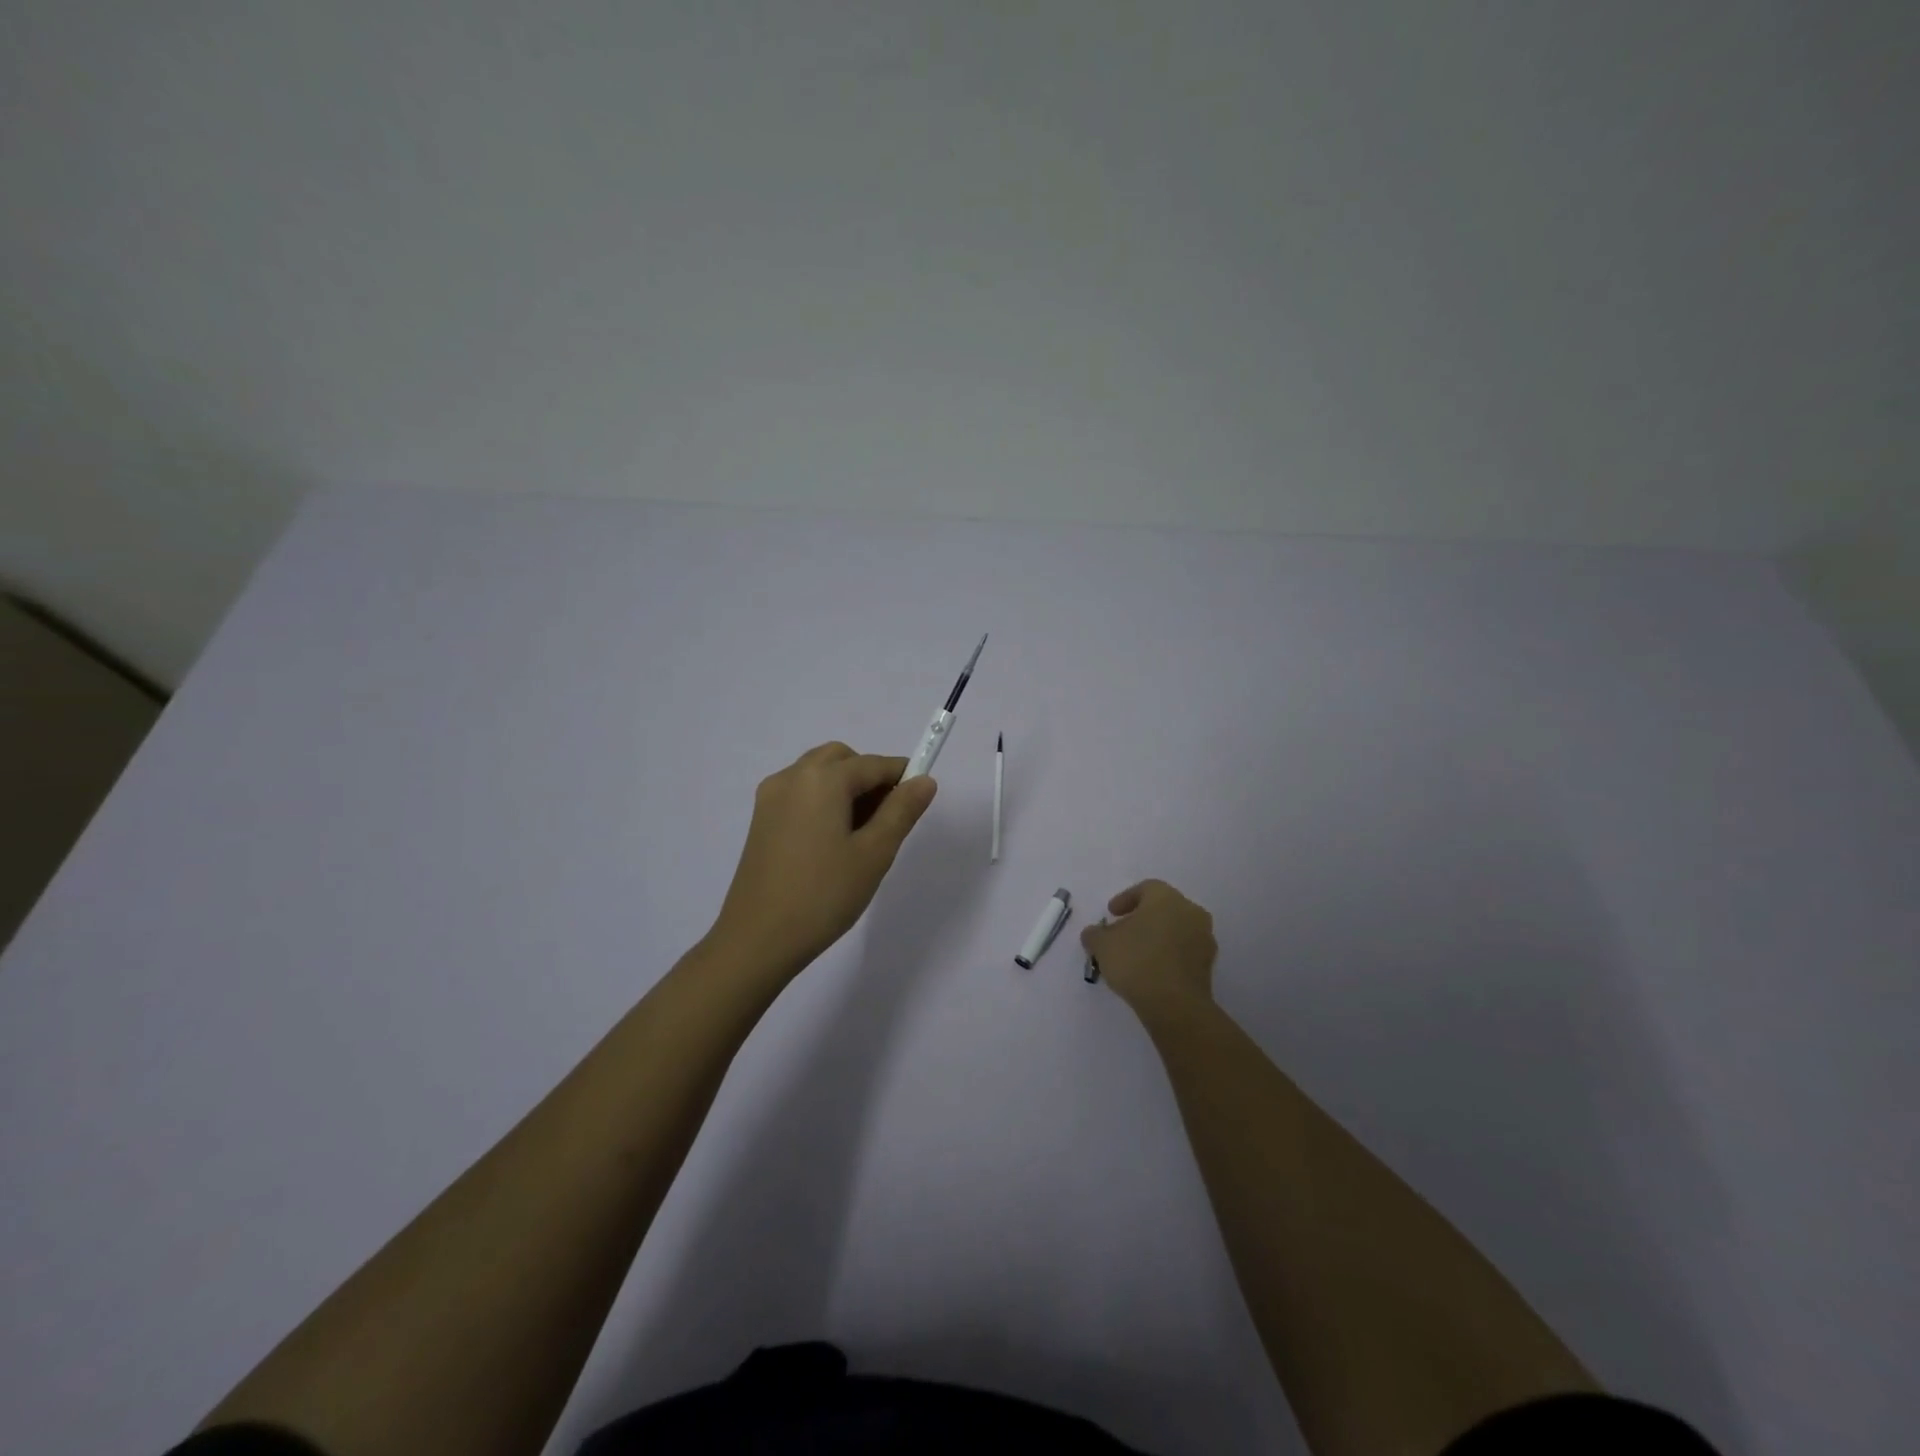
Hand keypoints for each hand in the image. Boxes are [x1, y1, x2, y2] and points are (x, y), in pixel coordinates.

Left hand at [708, 742, 937, 976]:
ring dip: (845, 788)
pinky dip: (823, 801)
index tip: (919, 802)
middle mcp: (792, 777)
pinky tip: (832, 842)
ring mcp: (771, 797)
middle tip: (887, 819)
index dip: (902, 776)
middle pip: (842, 759)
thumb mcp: (874, 853)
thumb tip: (924, 780)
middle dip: (869, 777)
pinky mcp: (760, 819)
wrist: (757, 940)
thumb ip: (901, 811)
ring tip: (861, 835)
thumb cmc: (823, 895)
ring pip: (819, 774)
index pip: (873, 764)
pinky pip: (800, 793)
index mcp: (822, 779)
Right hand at [1080, 879, 1216, 1023]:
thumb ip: (1095, 934)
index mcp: (1166, 898)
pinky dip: (1168, 954)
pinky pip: (1184, 951)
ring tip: (1136, 954)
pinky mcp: (1208, 965)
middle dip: (1142, 918)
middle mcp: (1190, 911)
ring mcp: (1204, 938)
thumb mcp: (1102, 945)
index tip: (1111, 913)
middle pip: (1163, 908)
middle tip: (1123, 932)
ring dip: (1157, 937)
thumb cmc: (1136, 962)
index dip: (1125, 899)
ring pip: (1176, 929)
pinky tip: (1152, 969)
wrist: (1175, 1004)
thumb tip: (1093, 934)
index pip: (1146, 888)